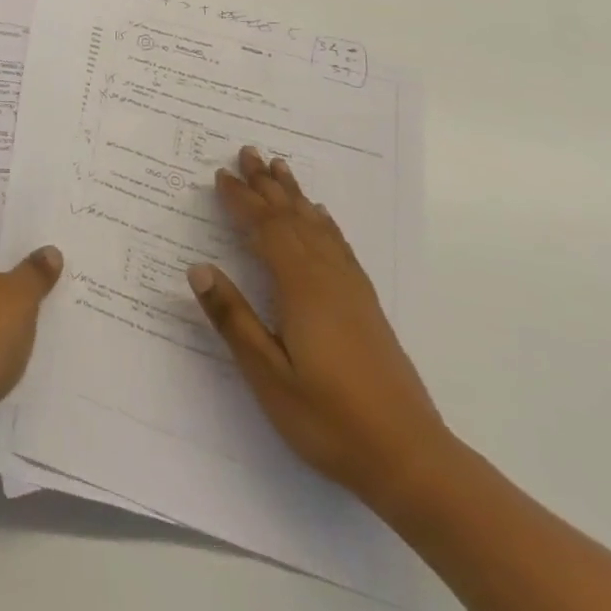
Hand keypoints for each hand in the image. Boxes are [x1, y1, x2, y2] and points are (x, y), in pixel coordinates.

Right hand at [188, 147, 448, 509]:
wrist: (411, 458)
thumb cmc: (329, 418)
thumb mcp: (268, 375)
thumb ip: (233, 318)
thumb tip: (199, 267)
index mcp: (300, 288)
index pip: (265, 229)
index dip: (242, 200)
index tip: (220, 174)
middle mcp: (327, 277)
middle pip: (292, 217)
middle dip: (267, 184)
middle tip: (247, 151)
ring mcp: (351, 290)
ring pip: (317, 226)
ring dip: (295, 195)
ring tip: (280, 168)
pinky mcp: (366, 306)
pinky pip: (339, 246)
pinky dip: (324, 222)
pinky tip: (321, 218)